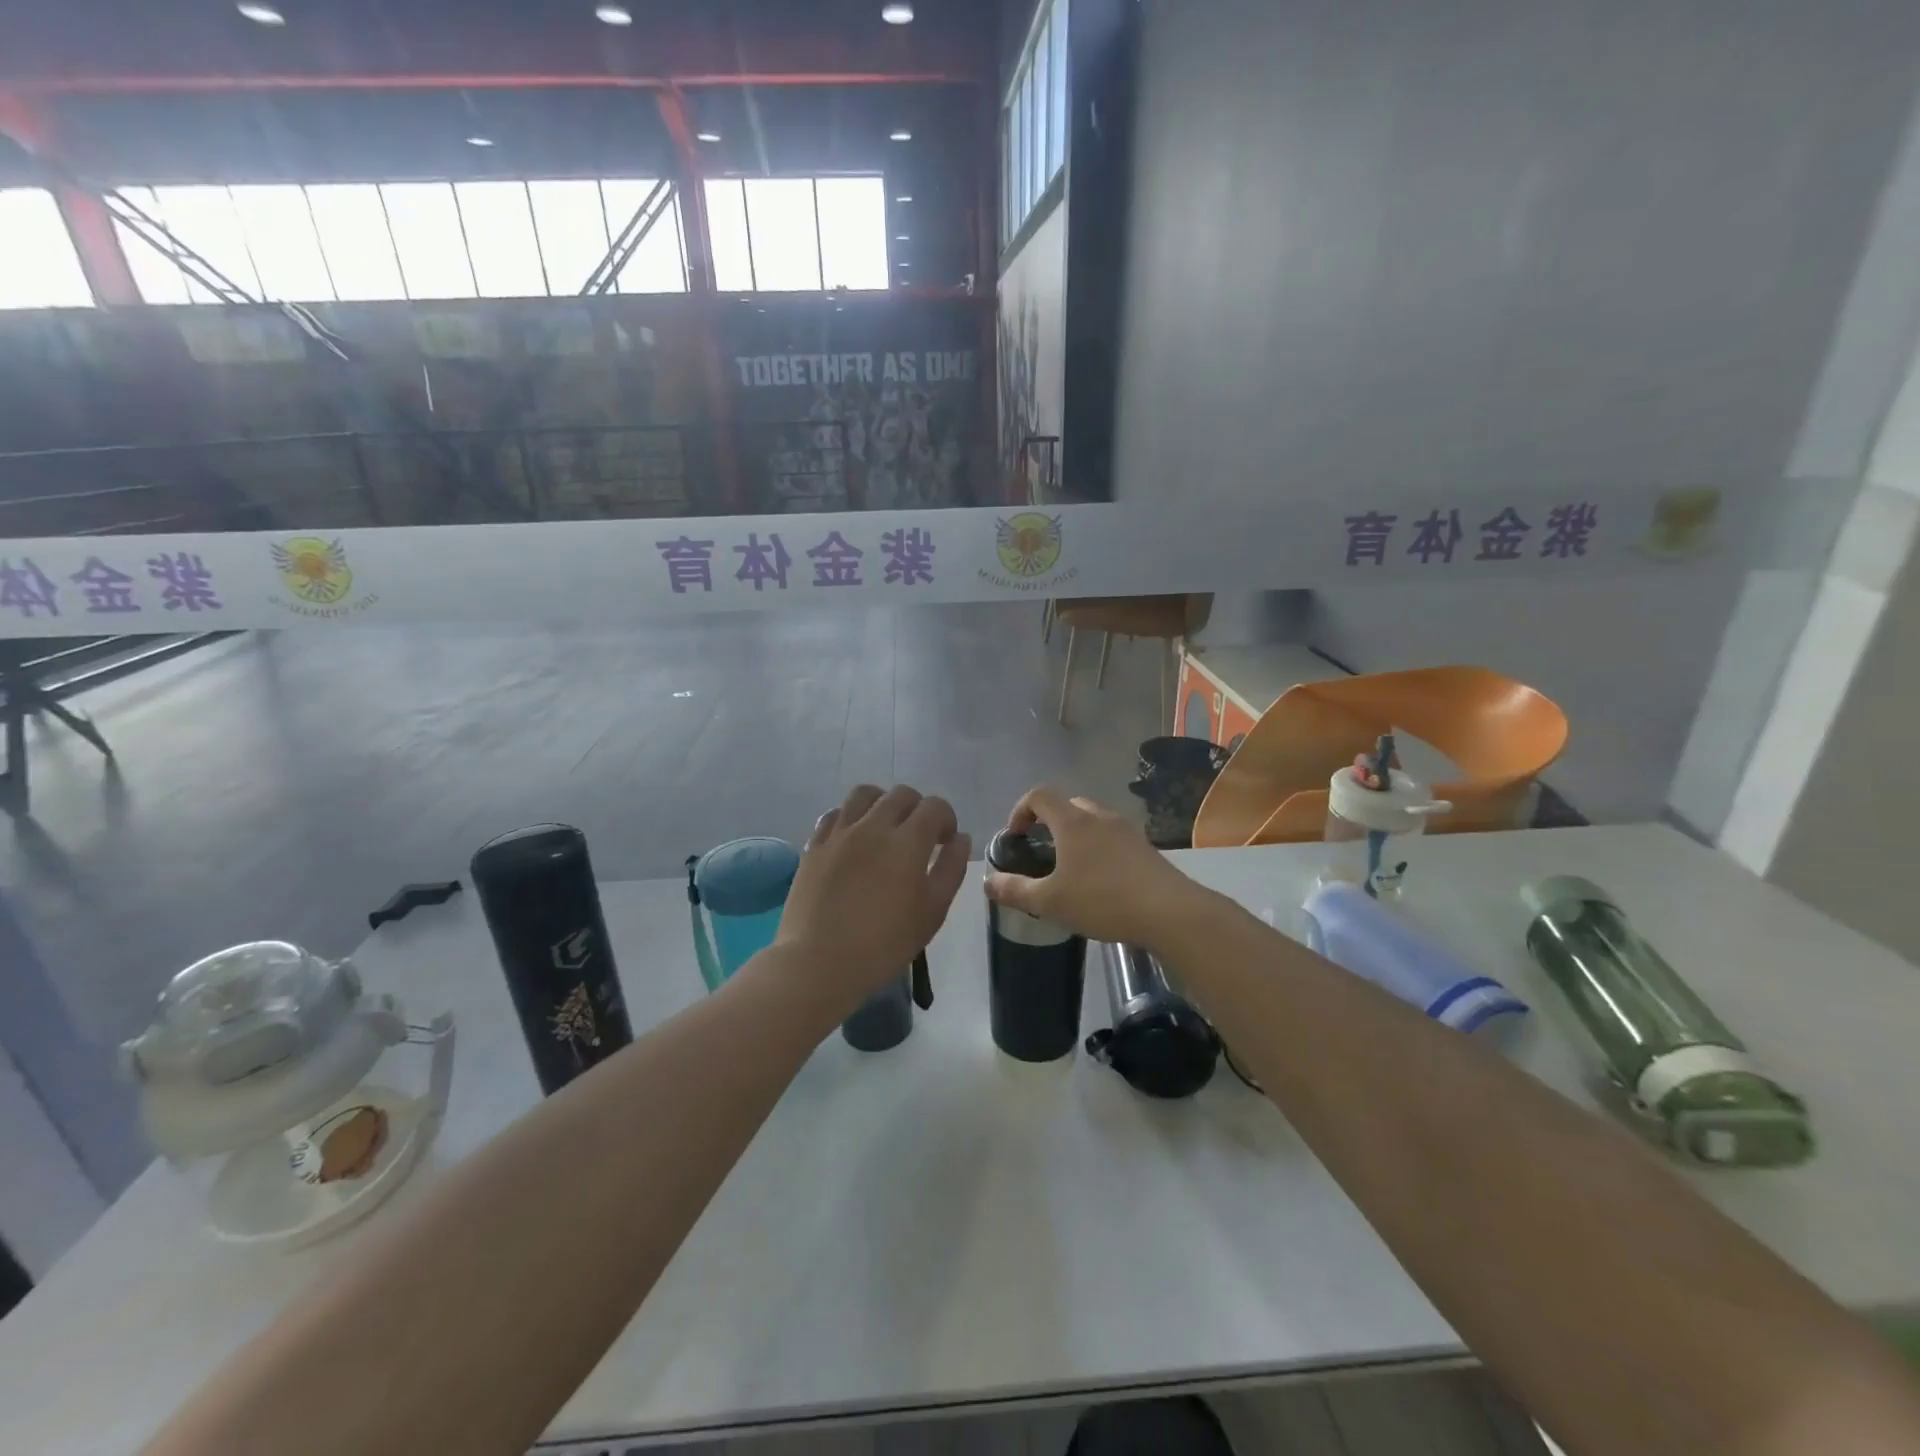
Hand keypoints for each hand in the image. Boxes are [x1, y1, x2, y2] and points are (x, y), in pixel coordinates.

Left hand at [774, 784, 970, 1013]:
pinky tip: (853, 839)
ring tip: (884, 828)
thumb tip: (960, 839)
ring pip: (864, 794)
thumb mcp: (932, 912)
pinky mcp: (814, 846)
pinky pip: (834, 814)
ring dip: (882, 803)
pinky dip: (850, 818)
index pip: (935, 807)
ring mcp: (839, 833)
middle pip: (901, 794)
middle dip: (918, 808)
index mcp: (907, 841)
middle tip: (919, 837)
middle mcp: (873, 826)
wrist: (818, 962)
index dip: (946, 819)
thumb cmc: (884, 944)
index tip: (945, 842)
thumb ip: (951, 869)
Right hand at [983, 787, 1209, 948]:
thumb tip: (987, 882)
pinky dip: (1098, 848)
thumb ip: (1015, 890)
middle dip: (1049, 821)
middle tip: (1041, 850)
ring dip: (1076, 834)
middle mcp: (1099, 817)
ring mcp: (1126, 830)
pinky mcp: (1145, 847)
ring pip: (1093, 819)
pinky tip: (1100, 880)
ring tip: (1070, 867)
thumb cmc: (1102, 901)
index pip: (1039, 795)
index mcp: (1072, 822)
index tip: (1015, 836)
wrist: (1169, 912)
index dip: (1020, 810)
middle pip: (1067, 804)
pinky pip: (1112, 836)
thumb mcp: (1049, 902)